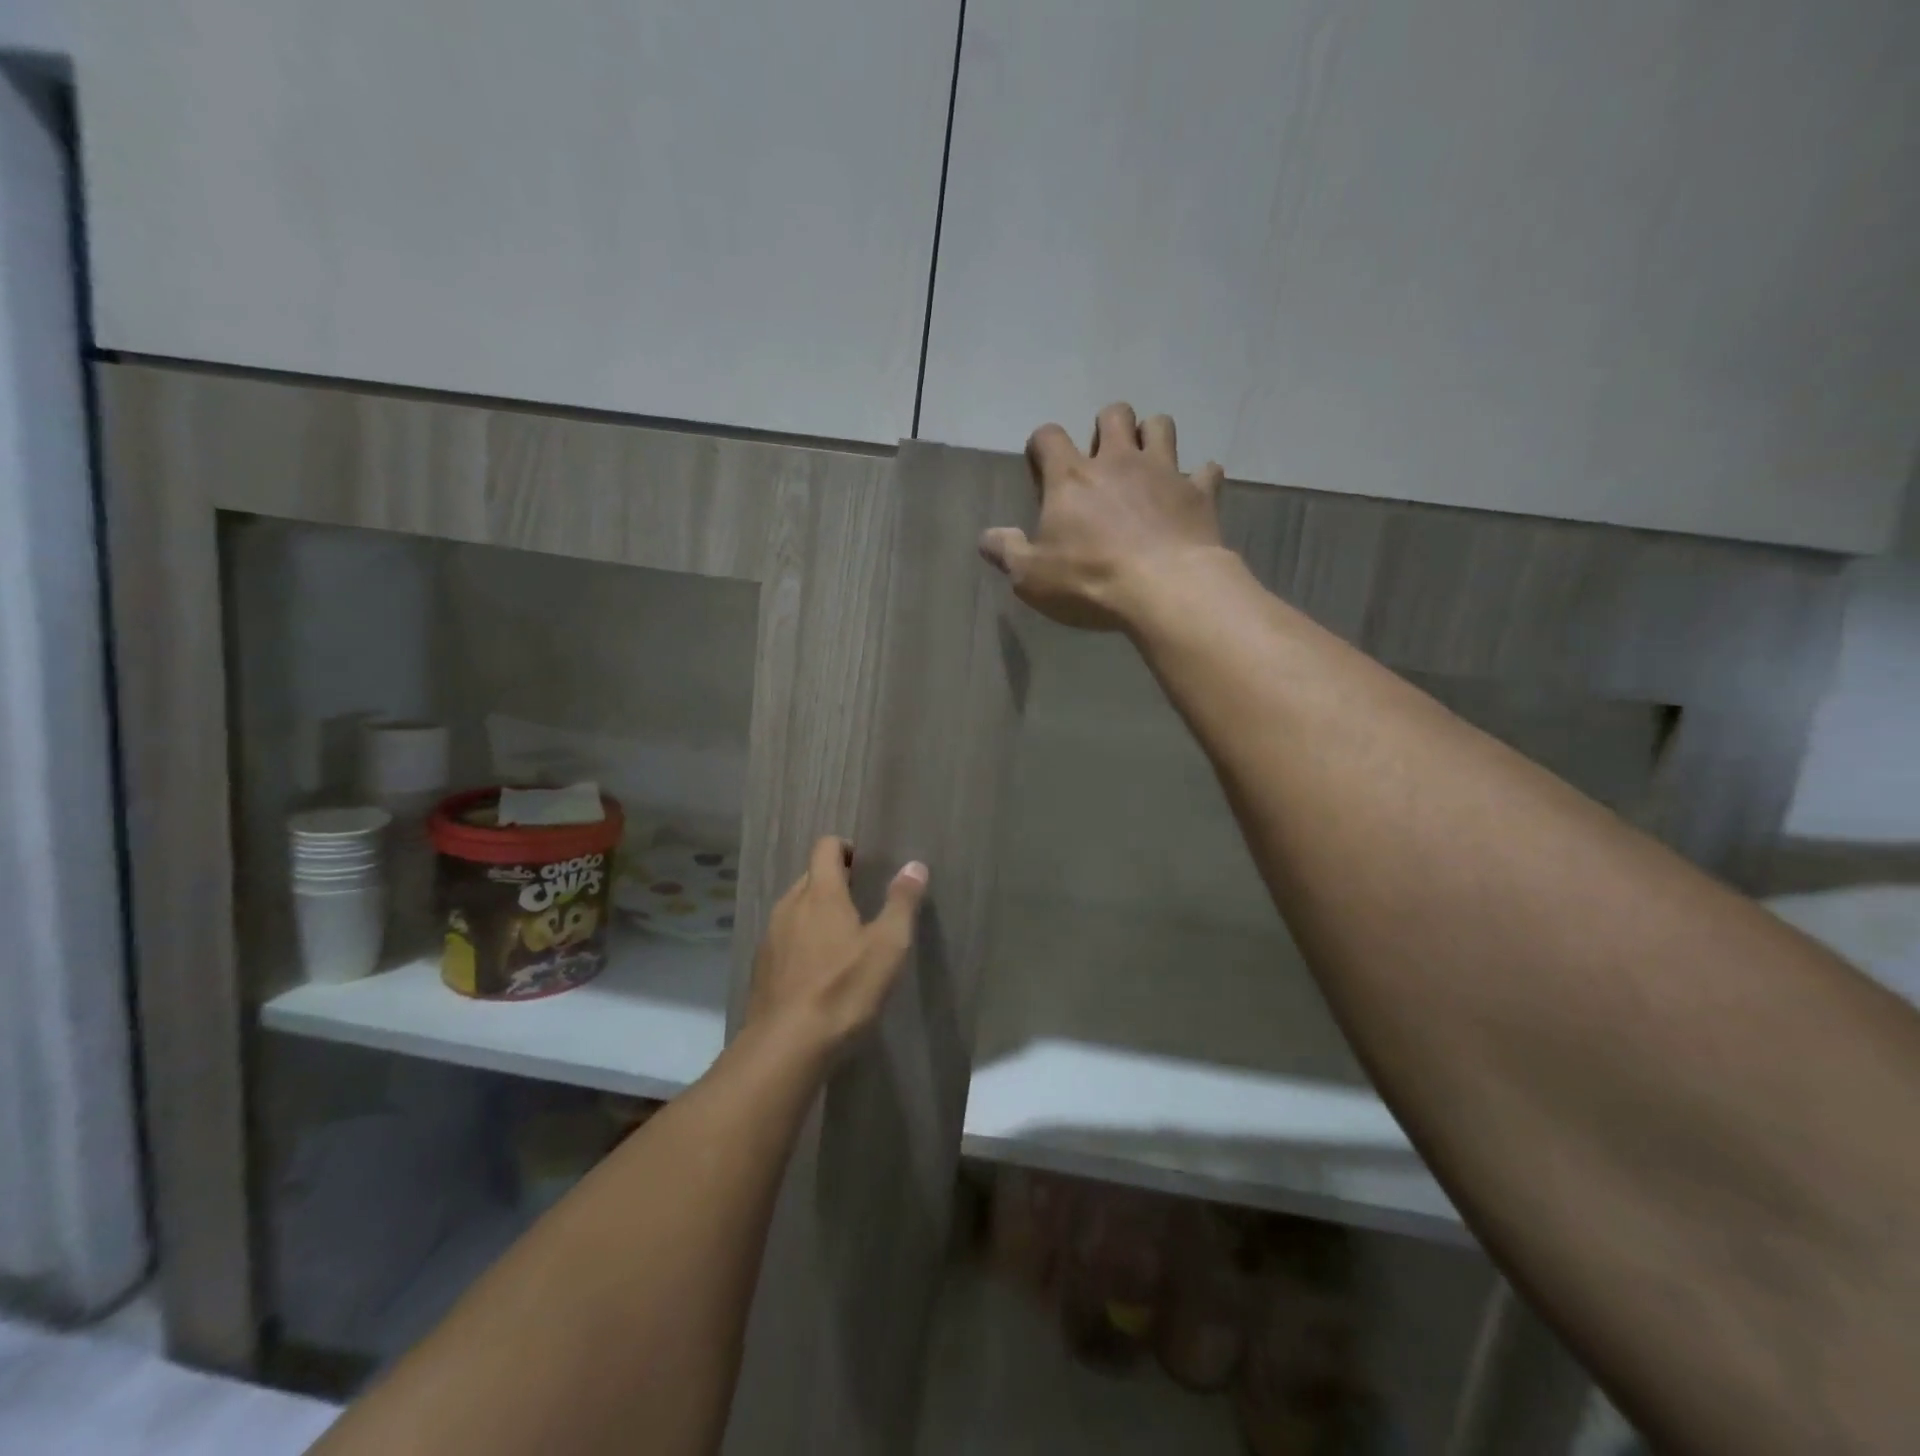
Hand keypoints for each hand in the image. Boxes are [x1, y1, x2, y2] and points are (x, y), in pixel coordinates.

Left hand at [745, 836, 928, 1058]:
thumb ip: (901, 902)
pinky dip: (802, 942)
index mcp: (820, 893)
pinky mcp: (761, 967)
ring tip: (843, 940)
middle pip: (810, 877)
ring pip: (795, 909)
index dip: (845, 848)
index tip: (865, 867)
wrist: (786, 1048)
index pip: (825, 847)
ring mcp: (770, 937)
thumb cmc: (844, 990)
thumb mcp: (888, 946)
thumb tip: (914, 866)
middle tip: (863, 905)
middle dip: (835, 883)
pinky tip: (819, 972)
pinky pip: (785, 938)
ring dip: (817, 914)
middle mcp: (789, 906)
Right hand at [979, 402, 1226, 631]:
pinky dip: (1198, 478)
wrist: (1164, 588)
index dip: (1042, 444)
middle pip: (1113, 414)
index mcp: (1071, 477)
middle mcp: (1118, 461)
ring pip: (1160, 425)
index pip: (1049, 436)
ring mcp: (1163, 471)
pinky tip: (1192, 492)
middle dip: (1106, 427)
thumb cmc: (1089, 580)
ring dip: (1152, 435)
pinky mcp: (1199, 493)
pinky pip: (1206, 470)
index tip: (1042, 462)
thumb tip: (987, 538)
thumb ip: (1007, 552)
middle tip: (1103, 457)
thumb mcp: (1031, 576)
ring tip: (1147, 461)